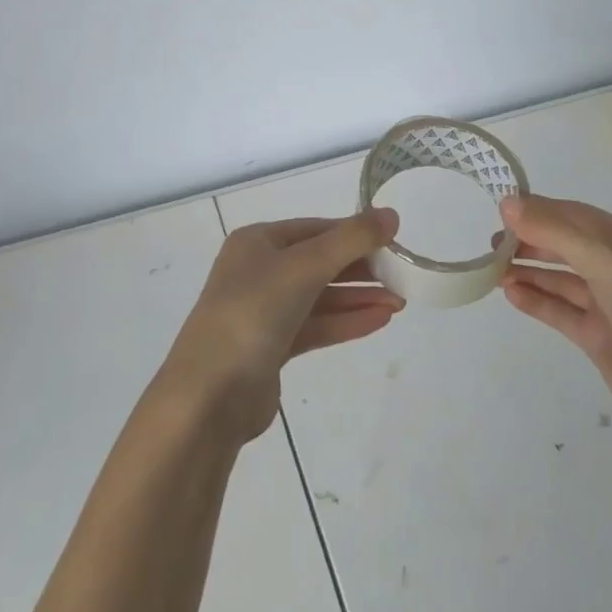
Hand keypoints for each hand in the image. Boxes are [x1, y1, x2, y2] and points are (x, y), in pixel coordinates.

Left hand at [156, 210, 402, 444]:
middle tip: (402, 275)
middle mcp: (258, 270)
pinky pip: (316, 326)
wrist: (208, 397)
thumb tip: (392, 214)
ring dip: (359, 298)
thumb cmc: (253, 313)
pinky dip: (346, 322)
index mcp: (258, 241)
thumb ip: (351, 240)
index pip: (316, 229)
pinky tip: (379, 321)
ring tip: (400, 301)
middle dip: (361, 269)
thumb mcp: (305, 266)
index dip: (355, 233)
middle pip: (320, 262)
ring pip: (321, 296)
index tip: (394, 241)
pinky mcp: (271, 348)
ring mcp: (264, 311)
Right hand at [499, 194, 611, 446]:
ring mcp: (610, 307)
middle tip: (492, 243)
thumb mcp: (609, 265)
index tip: (501, 210)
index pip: (576, 216)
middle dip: (531, 241)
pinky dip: (537, 301)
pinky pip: (561, 312)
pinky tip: (511, 294)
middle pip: (567, 246)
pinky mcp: (600, 340)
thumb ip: (557, 234)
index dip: (540, 210)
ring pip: (561, 280)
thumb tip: (507, 202)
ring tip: (492, 268)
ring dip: (529, 271)